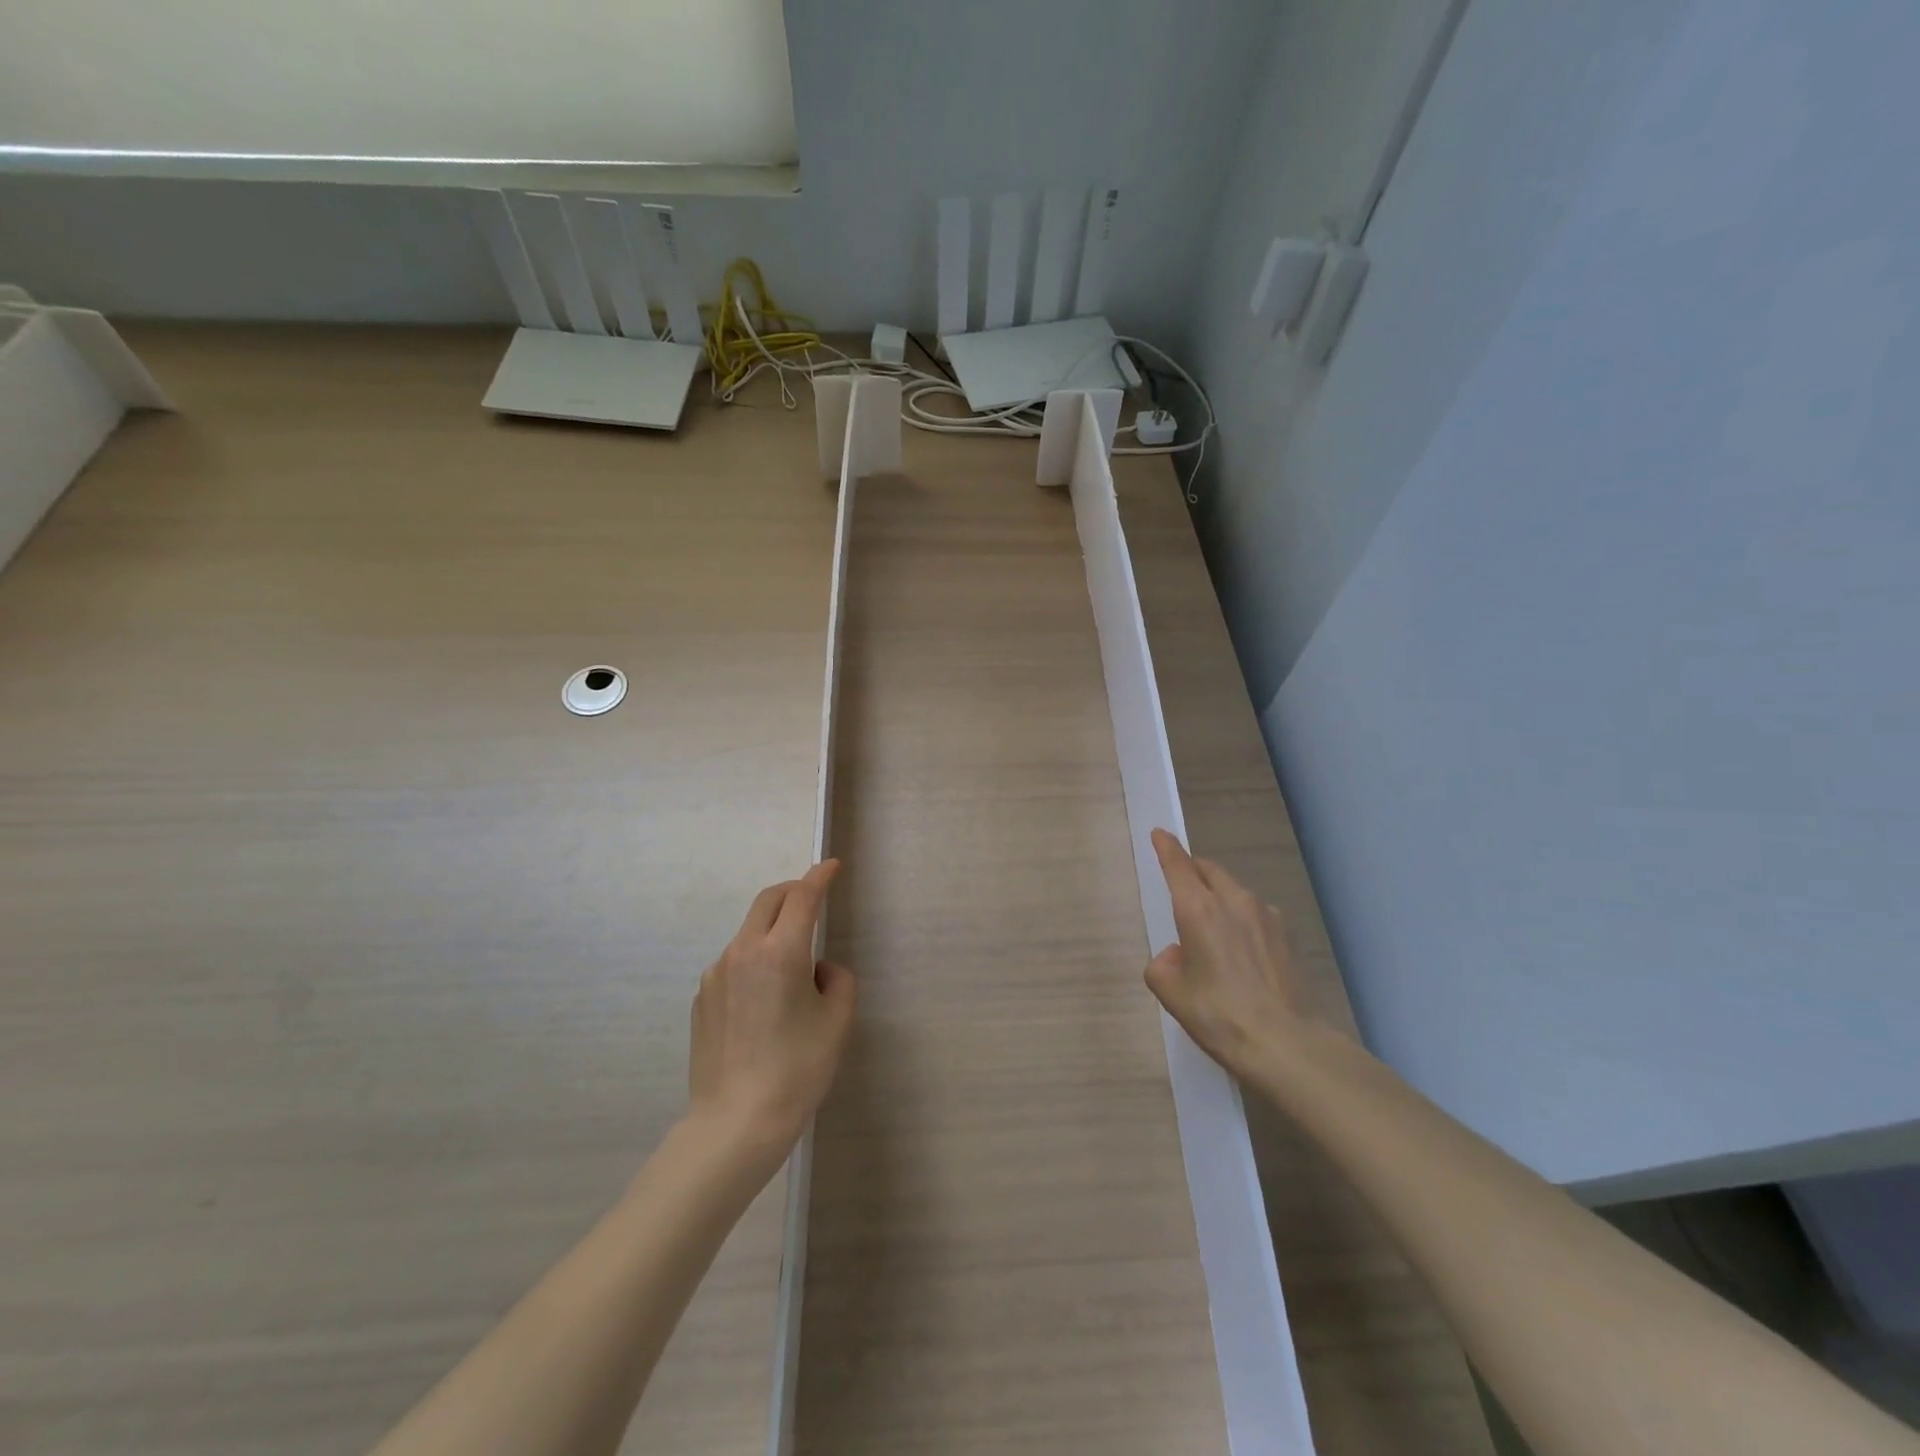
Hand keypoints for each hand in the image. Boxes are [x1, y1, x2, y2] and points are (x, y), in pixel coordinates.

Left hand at [688, 860, 854, 1158]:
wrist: (735, 1123)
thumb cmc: (797, 1069)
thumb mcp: (837, 1021)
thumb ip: (837, 981)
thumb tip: (818, 970)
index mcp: (780, 952)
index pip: (802, 897)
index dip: (819, 876)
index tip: (831, 865)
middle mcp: (743, 952)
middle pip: (768, 900)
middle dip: (793, 891)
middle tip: (813, 898)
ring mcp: (716, 974)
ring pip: (749, 932)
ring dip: (773, 930)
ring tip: (793, 969)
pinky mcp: (702, 998)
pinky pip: (734, 963)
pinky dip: (754, 961)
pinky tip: (765, 1000)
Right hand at [1144, 830, 1317, 1080]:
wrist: (1287, 1044)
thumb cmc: (1220, 1015)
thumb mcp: (1173, 994)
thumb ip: (1163, 966)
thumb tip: (1176, 956)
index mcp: (1198, 909)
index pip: (1178, 865)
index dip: (1167, 847)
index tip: (1160, 834)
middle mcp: (1233, 901)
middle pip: (1209, 871)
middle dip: (1193, 870)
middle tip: (1182, 885)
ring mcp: (1266, 916)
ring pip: (1234, 891)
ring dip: (1219, 896)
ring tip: (1212, 929)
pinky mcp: (1287, 936)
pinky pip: (1255, 913)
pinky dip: (1240, 919)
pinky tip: (1240, 951)